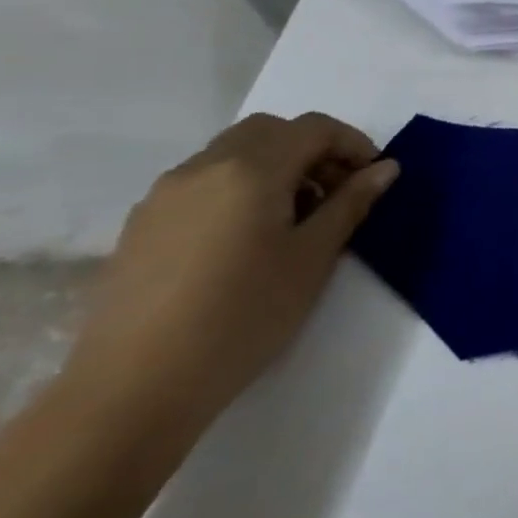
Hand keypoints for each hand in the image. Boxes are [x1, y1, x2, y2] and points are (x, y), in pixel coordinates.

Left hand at [61, 112, 398, 442]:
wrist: (133, 389)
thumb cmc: (243, 315)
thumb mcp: (314, 257)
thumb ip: (351, 203)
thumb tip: (384, 168)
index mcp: (250, 169)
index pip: (313, 128)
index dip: (352, 143)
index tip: (372, 177)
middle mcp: (203, 168)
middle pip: (269, 131)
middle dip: (311, 149)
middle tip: (336, 192)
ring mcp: (164, 196)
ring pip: (232, 154)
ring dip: (274, 168)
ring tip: (293, 220)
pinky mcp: (140, 227)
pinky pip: (202, 184)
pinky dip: (237, 189)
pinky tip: (246, 239)